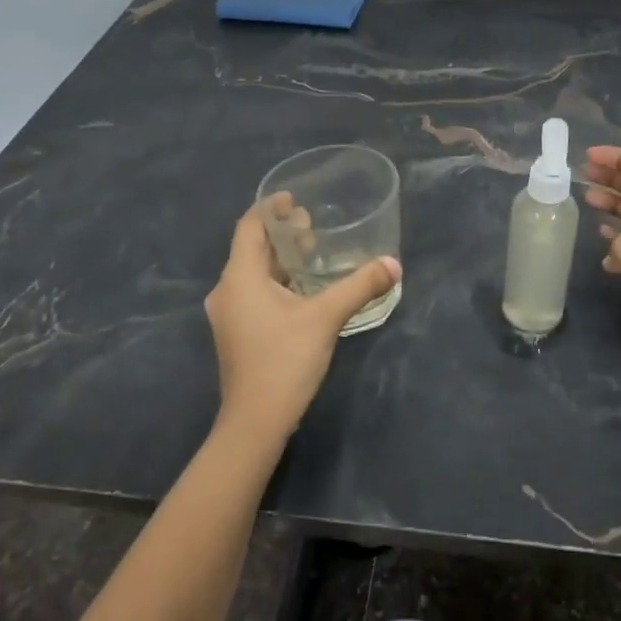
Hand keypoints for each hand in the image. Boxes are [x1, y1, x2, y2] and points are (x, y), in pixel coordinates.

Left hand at [204, 204, 400, 446]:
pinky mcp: (238, 333)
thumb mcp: (326, 318)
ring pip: (254, 273)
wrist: (255, 422)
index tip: (296, 198)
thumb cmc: (284, 360)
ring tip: (313, 252)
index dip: (271, 208)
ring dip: (281, 259)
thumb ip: (360, 286)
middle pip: (252, 248)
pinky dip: (277, 281)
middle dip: (282, 233)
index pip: (250, 226)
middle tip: (313, 224)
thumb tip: (393, 264)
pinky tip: (304, 289)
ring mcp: (230, 314)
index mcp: (240, 277)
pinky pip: (255, 293)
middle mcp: (227, 290)